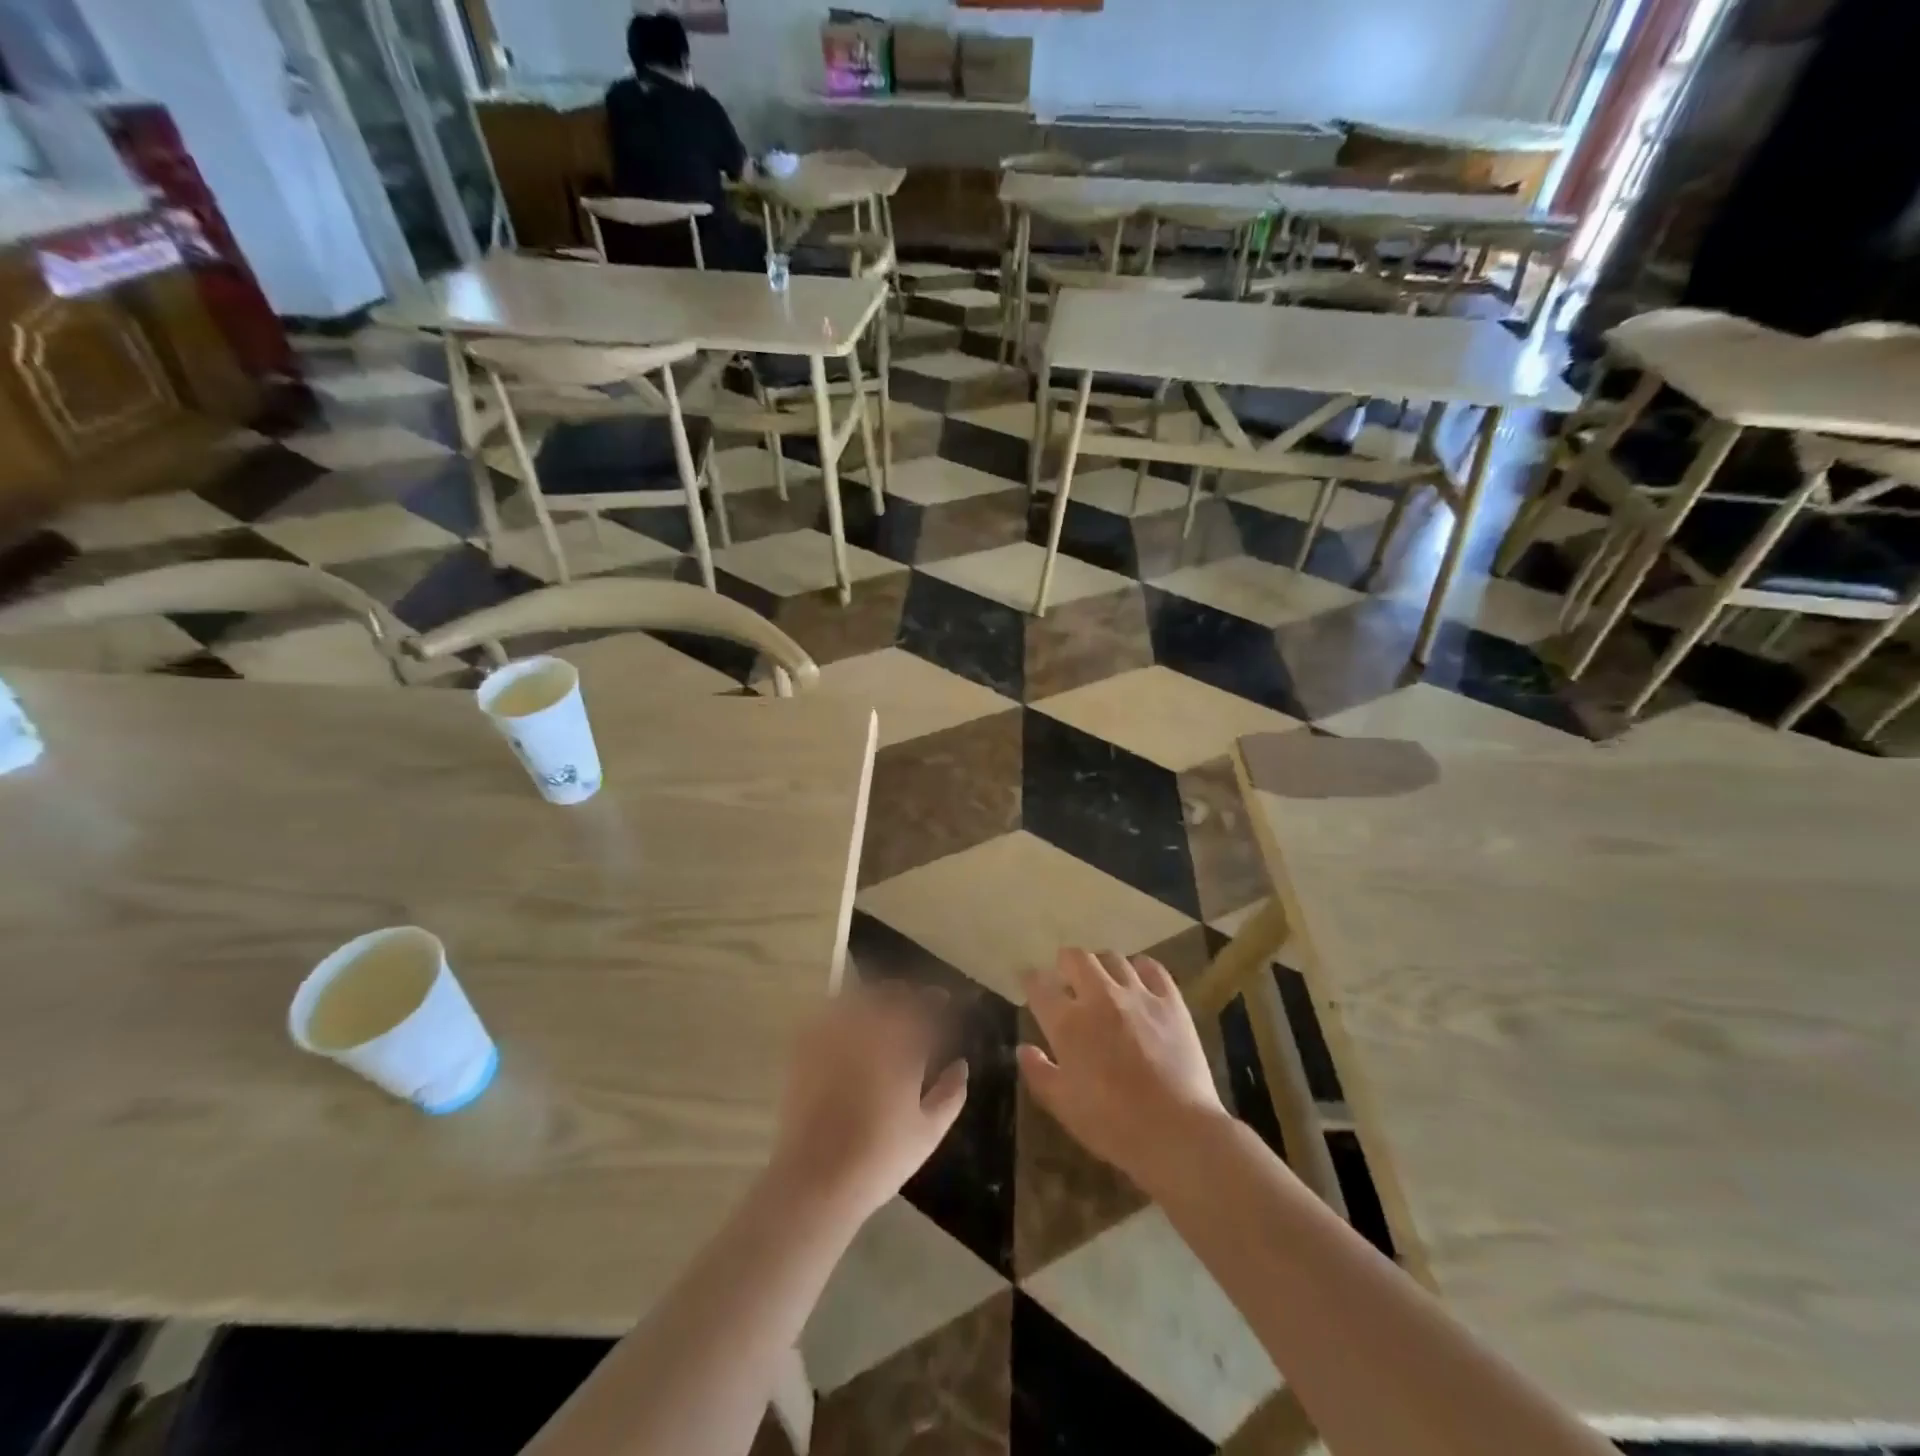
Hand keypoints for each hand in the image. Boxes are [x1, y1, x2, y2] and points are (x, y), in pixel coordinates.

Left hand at [765, 982, 967, 1223]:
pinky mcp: (806, 1048)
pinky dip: (841, 1009)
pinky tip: (846, 1019)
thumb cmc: (880, 1158)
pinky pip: (825, 1014)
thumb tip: (961, 1064)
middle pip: (890, 995)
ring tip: (882, 1006)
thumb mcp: (929, 1132)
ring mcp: (833, 1036)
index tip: (943, 999)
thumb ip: (951, 1093)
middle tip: (914, 1001)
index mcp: (902, 1048)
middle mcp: (868, 1031)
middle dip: (906, 993)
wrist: (816, 1179)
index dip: (936, 1000)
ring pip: (858, 998)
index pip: (924, 1009)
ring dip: (875, 997)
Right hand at [1019, 949, 1231, 1193]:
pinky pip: (1153, 968)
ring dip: (1101, 965)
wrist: (1178, 1132)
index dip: (1031, 980)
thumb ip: (1039, 1073)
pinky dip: (1140, 968)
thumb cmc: (1114, 1125)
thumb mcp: (1064, 1107)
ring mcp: (1138, 995)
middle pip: (1075, 957)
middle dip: (1065, 963)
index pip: (1039, 986)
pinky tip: (1139, 979)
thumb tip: (1024, 1048)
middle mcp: (1099, 997)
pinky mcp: (1171, 1001)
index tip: (1030, 982)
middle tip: (1066, 978)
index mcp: (1068, 1023)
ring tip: (1102, 979)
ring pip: (1113, 958)